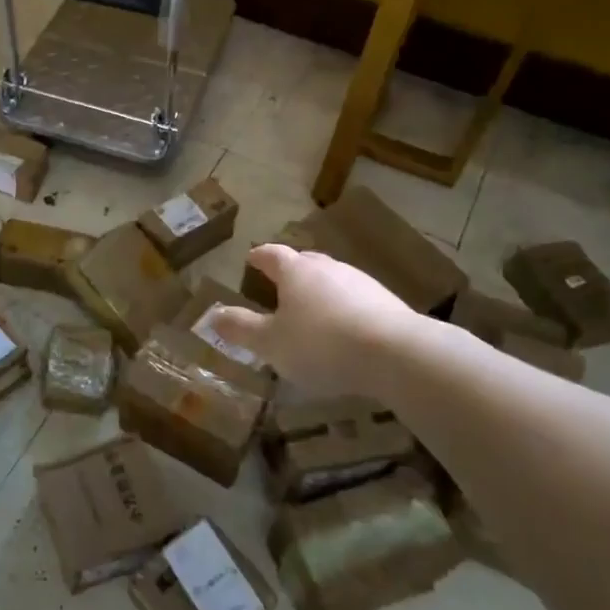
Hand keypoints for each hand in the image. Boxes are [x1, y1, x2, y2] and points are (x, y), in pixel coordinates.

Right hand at [207, 243, 426, 398]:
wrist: (397, 354)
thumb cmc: (321, 344)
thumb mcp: (271, 343)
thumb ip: (241, 328)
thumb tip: (212, 315)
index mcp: (295, 271)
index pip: (271, 255)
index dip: (259, 257)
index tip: (251, 259)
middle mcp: (327, 268)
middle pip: (305, 262)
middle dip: (291, 270)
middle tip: (280, 283)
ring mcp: (361, 283)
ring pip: (333, 280)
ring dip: (320, 291)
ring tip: (312, 310)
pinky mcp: (387, 303)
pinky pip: (356, 300)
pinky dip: (344, 310)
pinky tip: (345, 330)